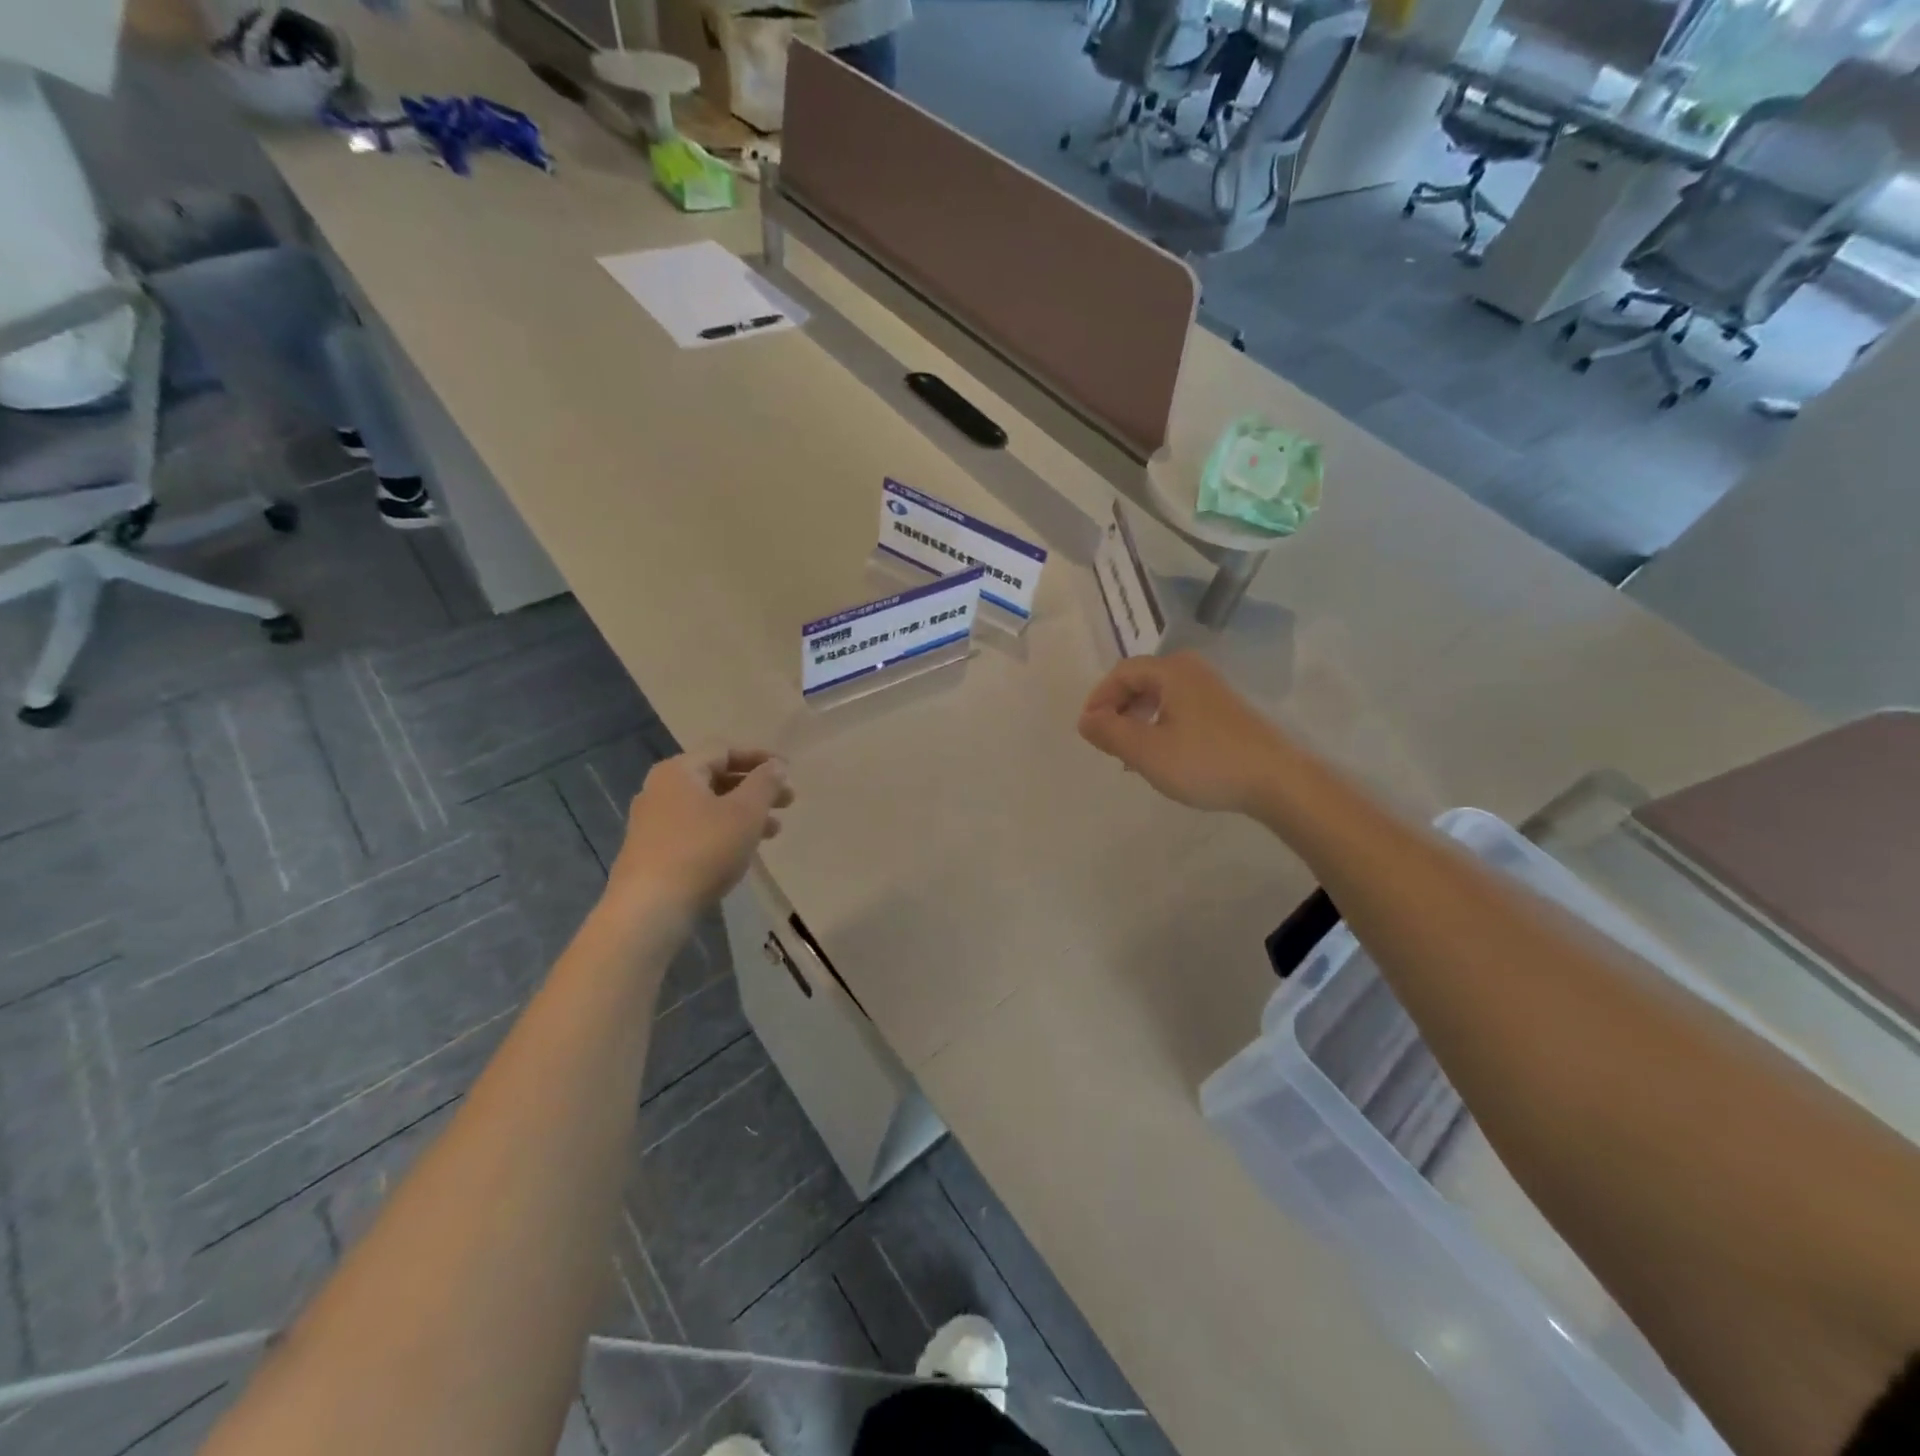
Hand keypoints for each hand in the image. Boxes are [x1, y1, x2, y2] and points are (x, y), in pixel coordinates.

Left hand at [608, 748, 793, 917]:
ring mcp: (652, 822)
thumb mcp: (746, 812)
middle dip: (755, 789)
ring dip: (743, 813)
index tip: (788, 772)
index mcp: (679, 770)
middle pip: (716, 778)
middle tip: (788, 802)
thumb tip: (776, 766)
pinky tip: (742, 851)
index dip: (760, 758)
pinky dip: (723, 831)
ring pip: (708, 807)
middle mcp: (660, 789)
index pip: (725, 751)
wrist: (651, 907)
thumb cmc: (704, 849)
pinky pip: (696, 829)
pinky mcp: (652, 851)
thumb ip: (765, 783)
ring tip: (774, 831)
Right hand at [1078, 653, 1291, 814]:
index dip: (1098, 699)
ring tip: (1130, 754)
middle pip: (1141, 681)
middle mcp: (1192, 671)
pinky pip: (1179, 709)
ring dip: (1138, 721)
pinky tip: (1161, 756)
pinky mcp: (1226, 712)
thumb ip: (1109, 732)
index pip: (1121, 673)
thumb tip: (1085, 720)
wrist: (1277, 781)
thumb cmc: (1205, 761)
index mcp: (1171, 671)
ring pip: (1161, 697)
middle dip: (1118, 710)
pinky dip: (1160, 726)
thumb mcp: (1146, 751)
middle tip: (1107, 742)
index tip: (1088, 730)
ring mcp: (1212, 691)